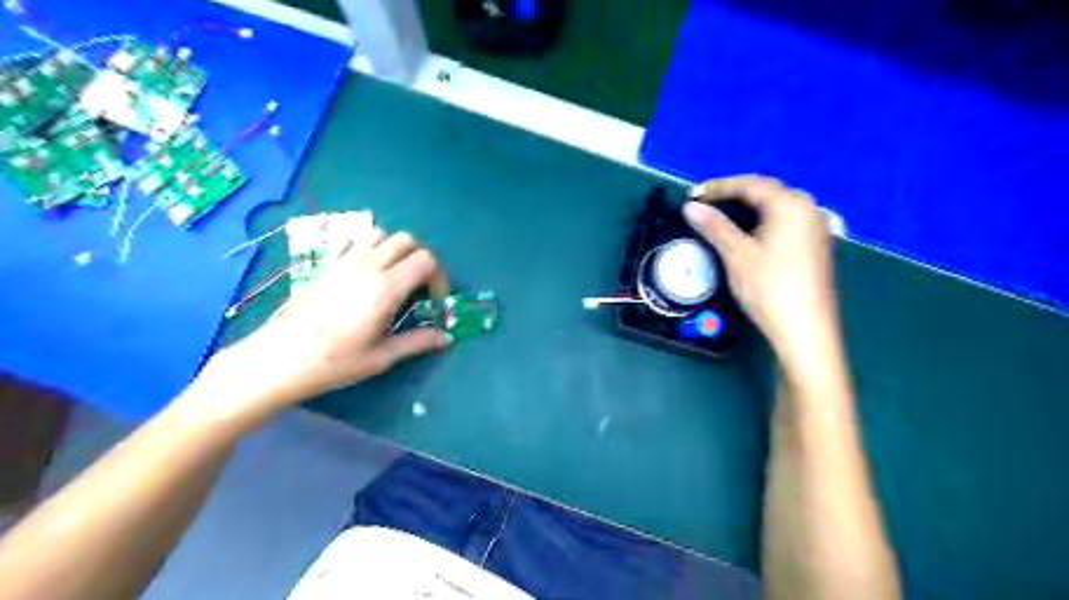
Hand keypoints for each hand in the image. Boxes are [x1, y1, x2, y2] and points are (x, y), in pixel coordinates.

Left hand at [183, 228, 448, 428]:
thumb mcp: (381, 357)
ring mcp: (343, 261)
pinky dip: (366, 245)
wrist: (277, 360)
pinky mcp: (324, 264)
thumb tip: (446, 337)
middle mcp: (367, 266)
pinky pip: (351, 239)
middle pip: (407, 240)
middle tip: (420, 285)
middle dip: (422, 258)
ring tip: (394, 274)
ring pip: (380, 233)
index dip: (439, 277)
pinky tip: (364, 268)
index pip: (426, 260)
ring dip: (395, 248)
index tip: (434, 300)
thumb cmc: (333, 362)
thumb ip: (417, 342)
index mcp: (386, 288)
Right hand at [684, 170, 842, 361]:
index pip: (749, 184)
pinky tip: (745, 235)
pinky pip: (783, 222)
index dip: (718, 187)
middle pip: (764, 192)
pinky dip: (760, 222)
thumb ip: (714, 226)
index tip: (692, 195)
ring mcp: (814, 227)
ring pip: (774, 208)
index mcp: (790, 204)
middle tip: (703, 206)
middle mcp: (807, 208)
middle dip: (732, 196)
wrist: (805, 330)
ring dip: (745, 210)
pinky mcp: (814, 245)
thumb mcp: (737, 255)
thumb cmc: (769, 288)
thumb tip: (690, 206)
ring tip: (718, 219)